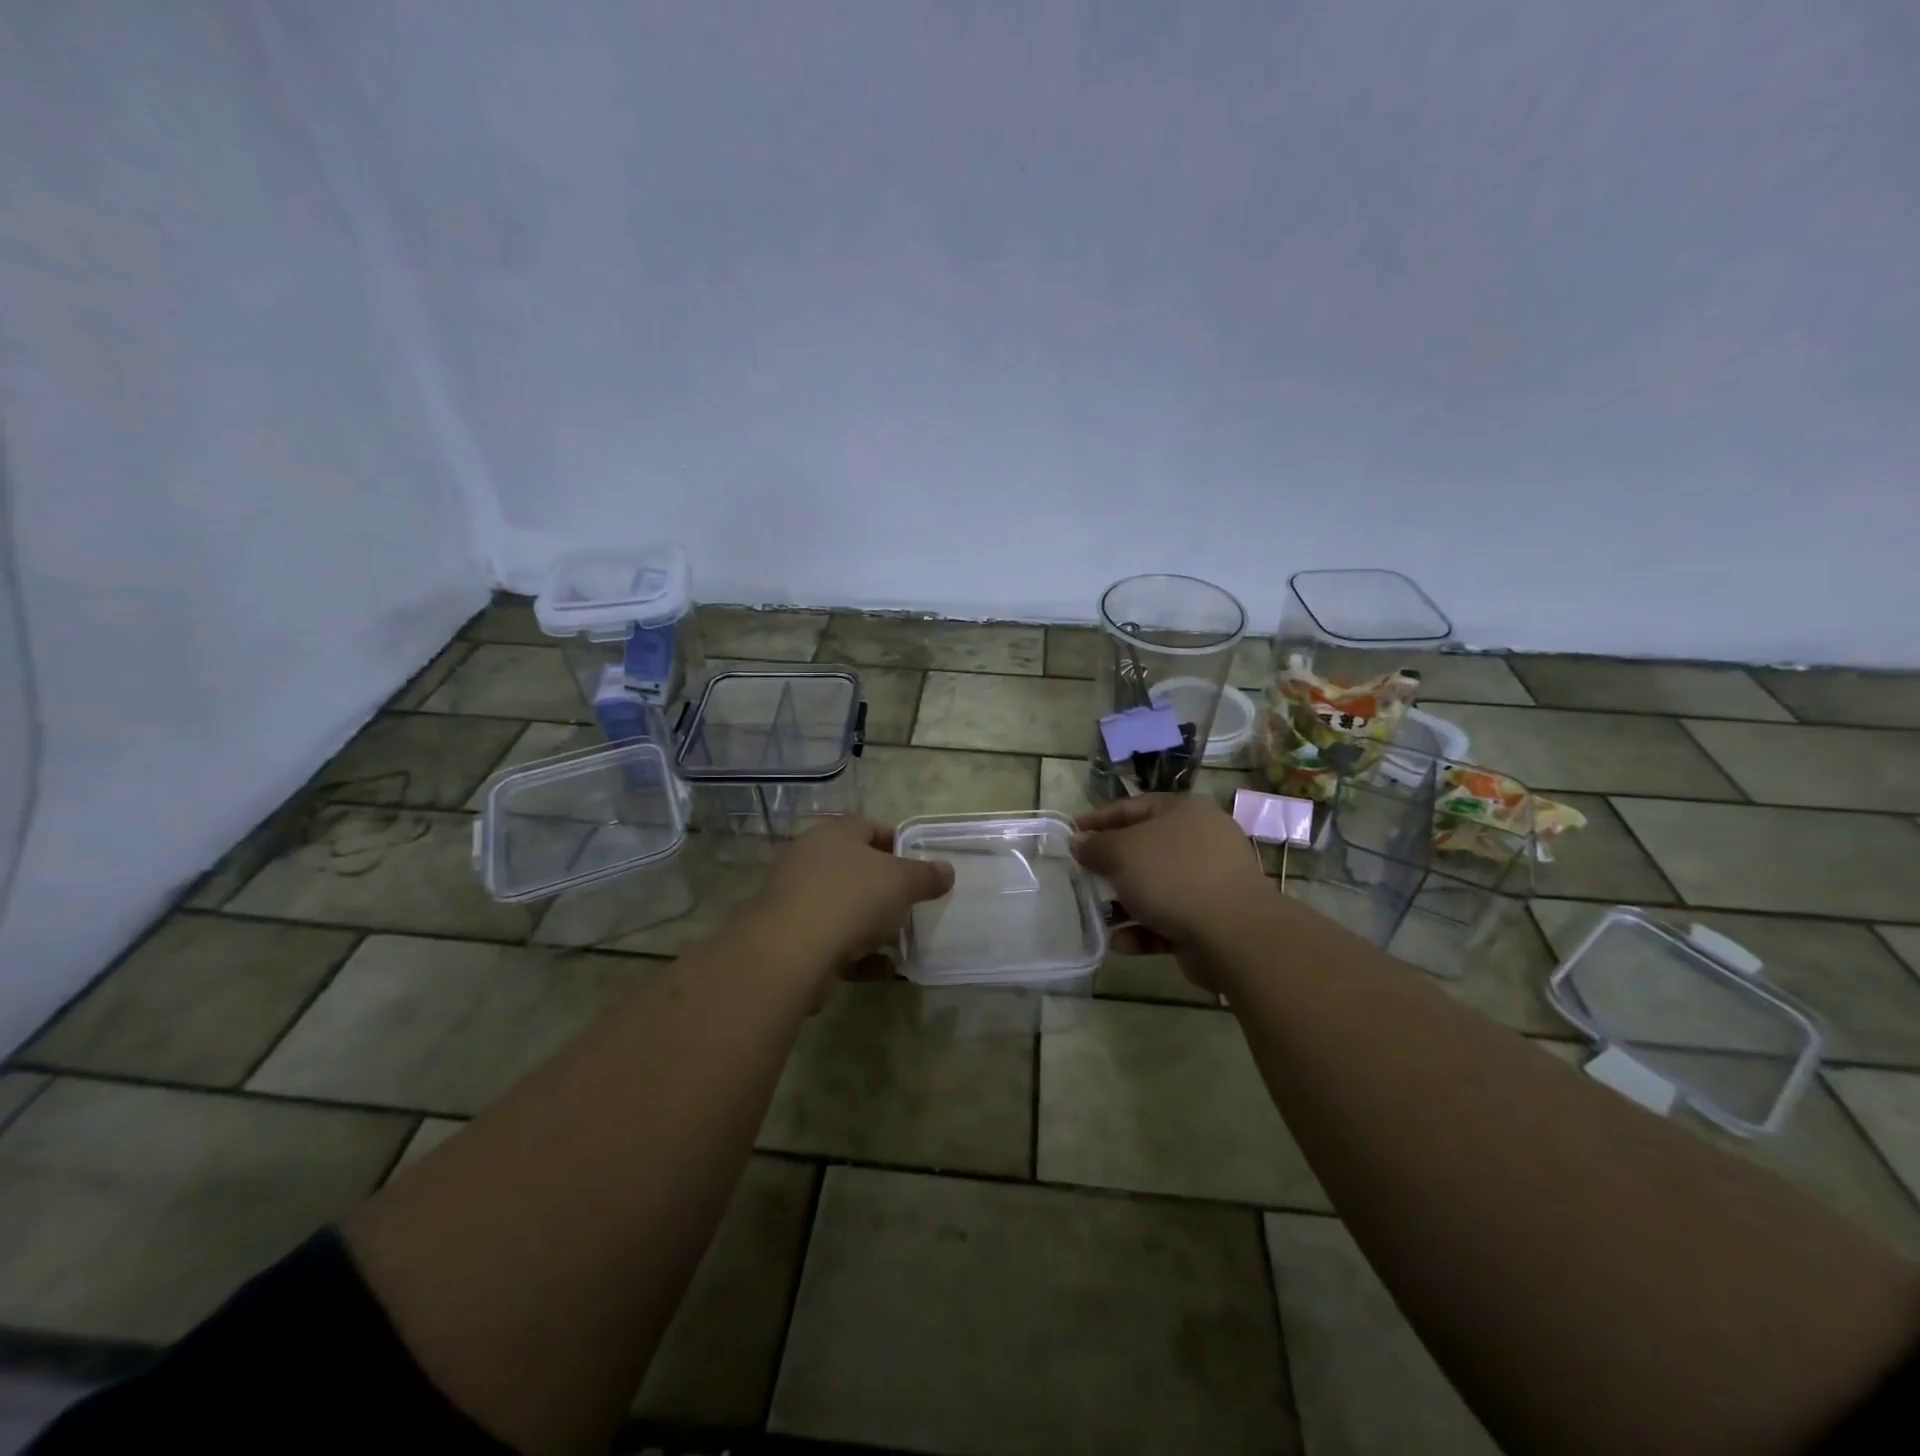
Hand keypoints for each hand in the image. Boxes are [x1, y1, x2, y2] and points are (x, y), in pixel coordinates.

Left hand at [754, 818, 954, 973]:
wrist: (790, 952)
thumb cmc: (851, 899)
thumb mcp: (901, 882)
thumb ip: (926, 875)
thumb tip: (947, 870)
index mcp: (834, 834)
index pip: (869, 827)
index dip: (896, 843)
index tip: (919, 866)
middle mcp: (810, 859)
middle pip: (855, 868)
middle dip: (886, 889)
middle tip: (912, 905)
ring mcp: (796, 898)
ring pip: (844, 906)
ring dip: (872, 924)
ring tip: (901, 942)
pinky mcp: (790, 936)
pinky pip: (833, 940)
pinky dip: (858, 953)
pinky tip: (883, 969)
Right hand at [1071, 795, 1272, 965]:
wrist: (1234, 934)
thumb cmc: (1173, 876)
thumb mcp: (1122, 853)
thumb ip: (1096, 846)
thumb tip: (1079, 841)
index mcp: (1184, 812)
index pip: (1133, 807)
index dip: (1099, 818)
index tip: (1071, 831)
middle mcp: (1201, 841)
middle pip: (1146, 848)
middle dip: (1111, 865)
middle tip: (1082, 874)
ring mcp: (1210, 882)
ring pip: (1156, 887)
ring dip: (1125, 902)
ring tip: (1096, 914)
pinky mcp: (1211, 919)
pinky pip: (1169, 920)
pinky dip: (1144, 930)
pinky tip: (1119, 943)